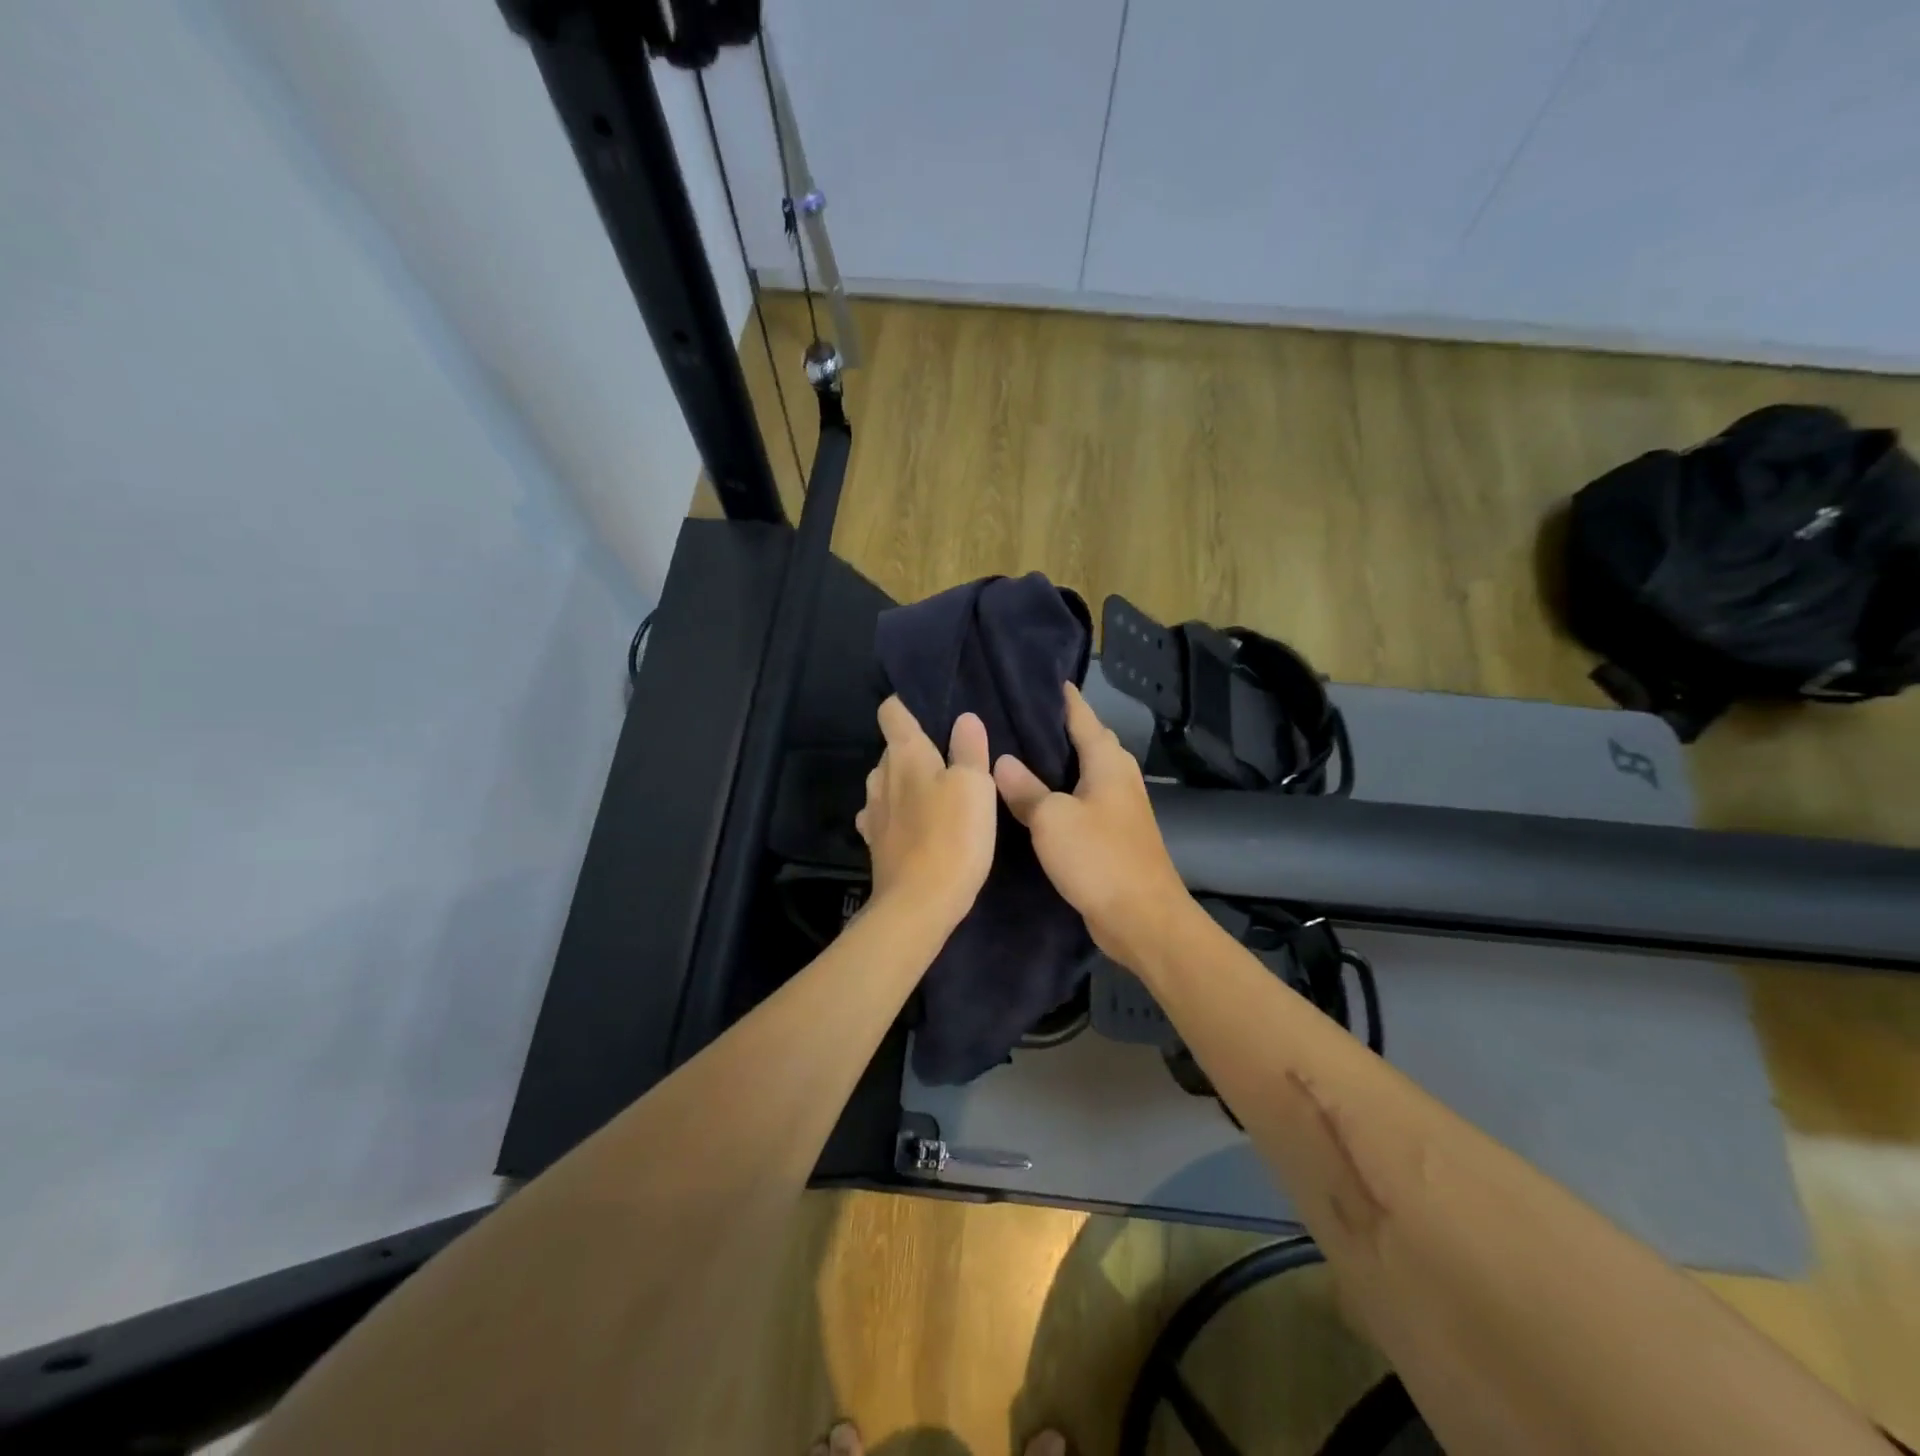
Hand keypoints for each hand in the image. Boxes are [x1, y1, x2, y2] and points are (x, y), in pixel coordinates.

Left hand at [856, 697, 997, 928]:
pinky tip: (918, 824)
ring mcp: (873, 810)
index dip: (906, 704)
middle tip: (950, 756)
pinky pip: (885, 814)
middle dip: (916, 747)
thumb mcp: (975, 785)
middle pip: (893, 747)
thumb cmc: (953, 835)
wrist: (919, 904)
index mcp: (904, 753)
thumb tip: (964, 718)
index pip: (892, 711)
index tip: (928, 708)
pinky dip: (899, 812)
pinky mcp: (875, 842)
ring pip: (889, 781)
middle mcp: (881, 775)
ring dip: (908, 782)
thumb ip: (970, 748)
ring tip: (937, 792)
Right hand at [993, 683, 1192, 969]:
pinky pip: (1084, 800)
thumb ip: (1026, 789)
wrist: (1141, 918)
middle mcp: (1119, 777)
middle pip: (1088, 742)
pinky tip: (1036, 800)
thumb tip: (1002, 761)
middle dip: (1060, 728)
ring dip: (1059, 763)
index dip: (1065, 699)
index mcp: (1108, 762)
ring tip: (1020, 754)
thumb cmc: (1099, 857)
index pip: (1084, 717)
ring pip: (1085, 773)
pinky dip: (1062, 792)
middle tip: (1018, 718)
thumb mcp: (1052, 819)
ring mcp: (1120, 807)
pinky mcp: (1114, 835)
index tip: (1044, 680)